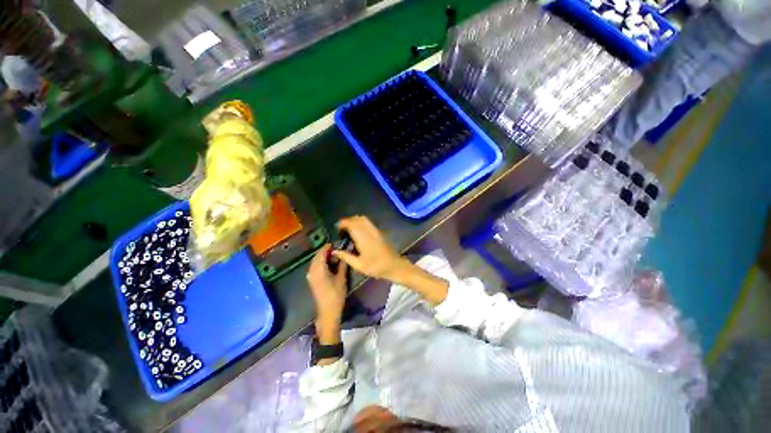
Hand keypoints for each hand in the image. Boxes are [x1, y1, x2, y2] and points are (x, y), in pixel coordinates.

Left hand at [306, 245, 347, 343]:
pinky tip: (330, 264)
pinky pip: (315, 266)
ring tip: (336, 256)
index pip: (322, 252)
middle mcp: (312, 270)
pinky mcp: (311, 280)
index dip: (329, 246)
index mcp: (319, 268)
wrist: (327, 312)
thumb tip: (345, 252)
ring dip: (324, 257)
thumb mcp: (342, 277)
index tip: (338, 243)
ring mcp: (310, 275)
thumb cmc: (336, 294)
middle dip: (327, 251)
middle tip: (338, 249)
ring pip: (316, 261)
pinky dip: (322, 263)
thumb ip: (342, 263)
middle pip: (317, 256)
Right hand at [332, 216, 407, 281]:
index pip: (352, 224)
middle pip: (357, 219)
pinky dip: (360, 223)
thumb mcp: (359, 265)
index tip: (337, 228)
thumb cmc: (376, 266)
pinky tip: (357, 232)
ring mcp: (375, 230)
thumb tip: (334, 251)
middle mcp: (370, 231)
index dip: (343, 223)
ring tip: (348, 229)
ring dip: (354, 221)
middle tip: (341, 229)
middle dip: (348, 221)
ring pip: (363, 219)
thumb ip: (346, 256)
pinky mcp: (379, 232)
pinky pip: (368, 222)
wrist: (393, 265)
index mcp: (363, 238)